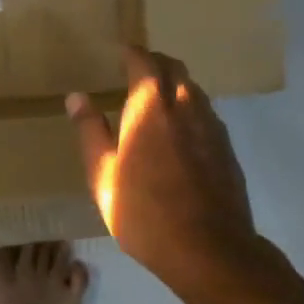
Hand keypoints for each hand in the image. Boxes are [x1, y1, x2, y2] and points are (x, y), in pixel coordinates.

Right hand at [67, 47, 255, 285]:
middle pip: (174, 68)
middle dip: (155, 62)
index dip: (132, 53)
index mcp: (151, 105)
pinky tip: (180, 132)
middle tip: (137, 70)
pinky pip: (206, 114)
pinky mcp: (227, 149)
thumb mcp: (103, 174)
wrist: (210, 251)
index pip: (144, 61)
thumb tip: (77, 97)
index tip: (120, 52)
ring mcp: (212, 126)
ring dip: (175, 84)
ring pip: (193, 89)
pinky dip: (190, 109)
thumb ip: (90, 131)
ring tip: (157, 99)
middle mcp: (186, 105)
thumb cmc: (144, 211)